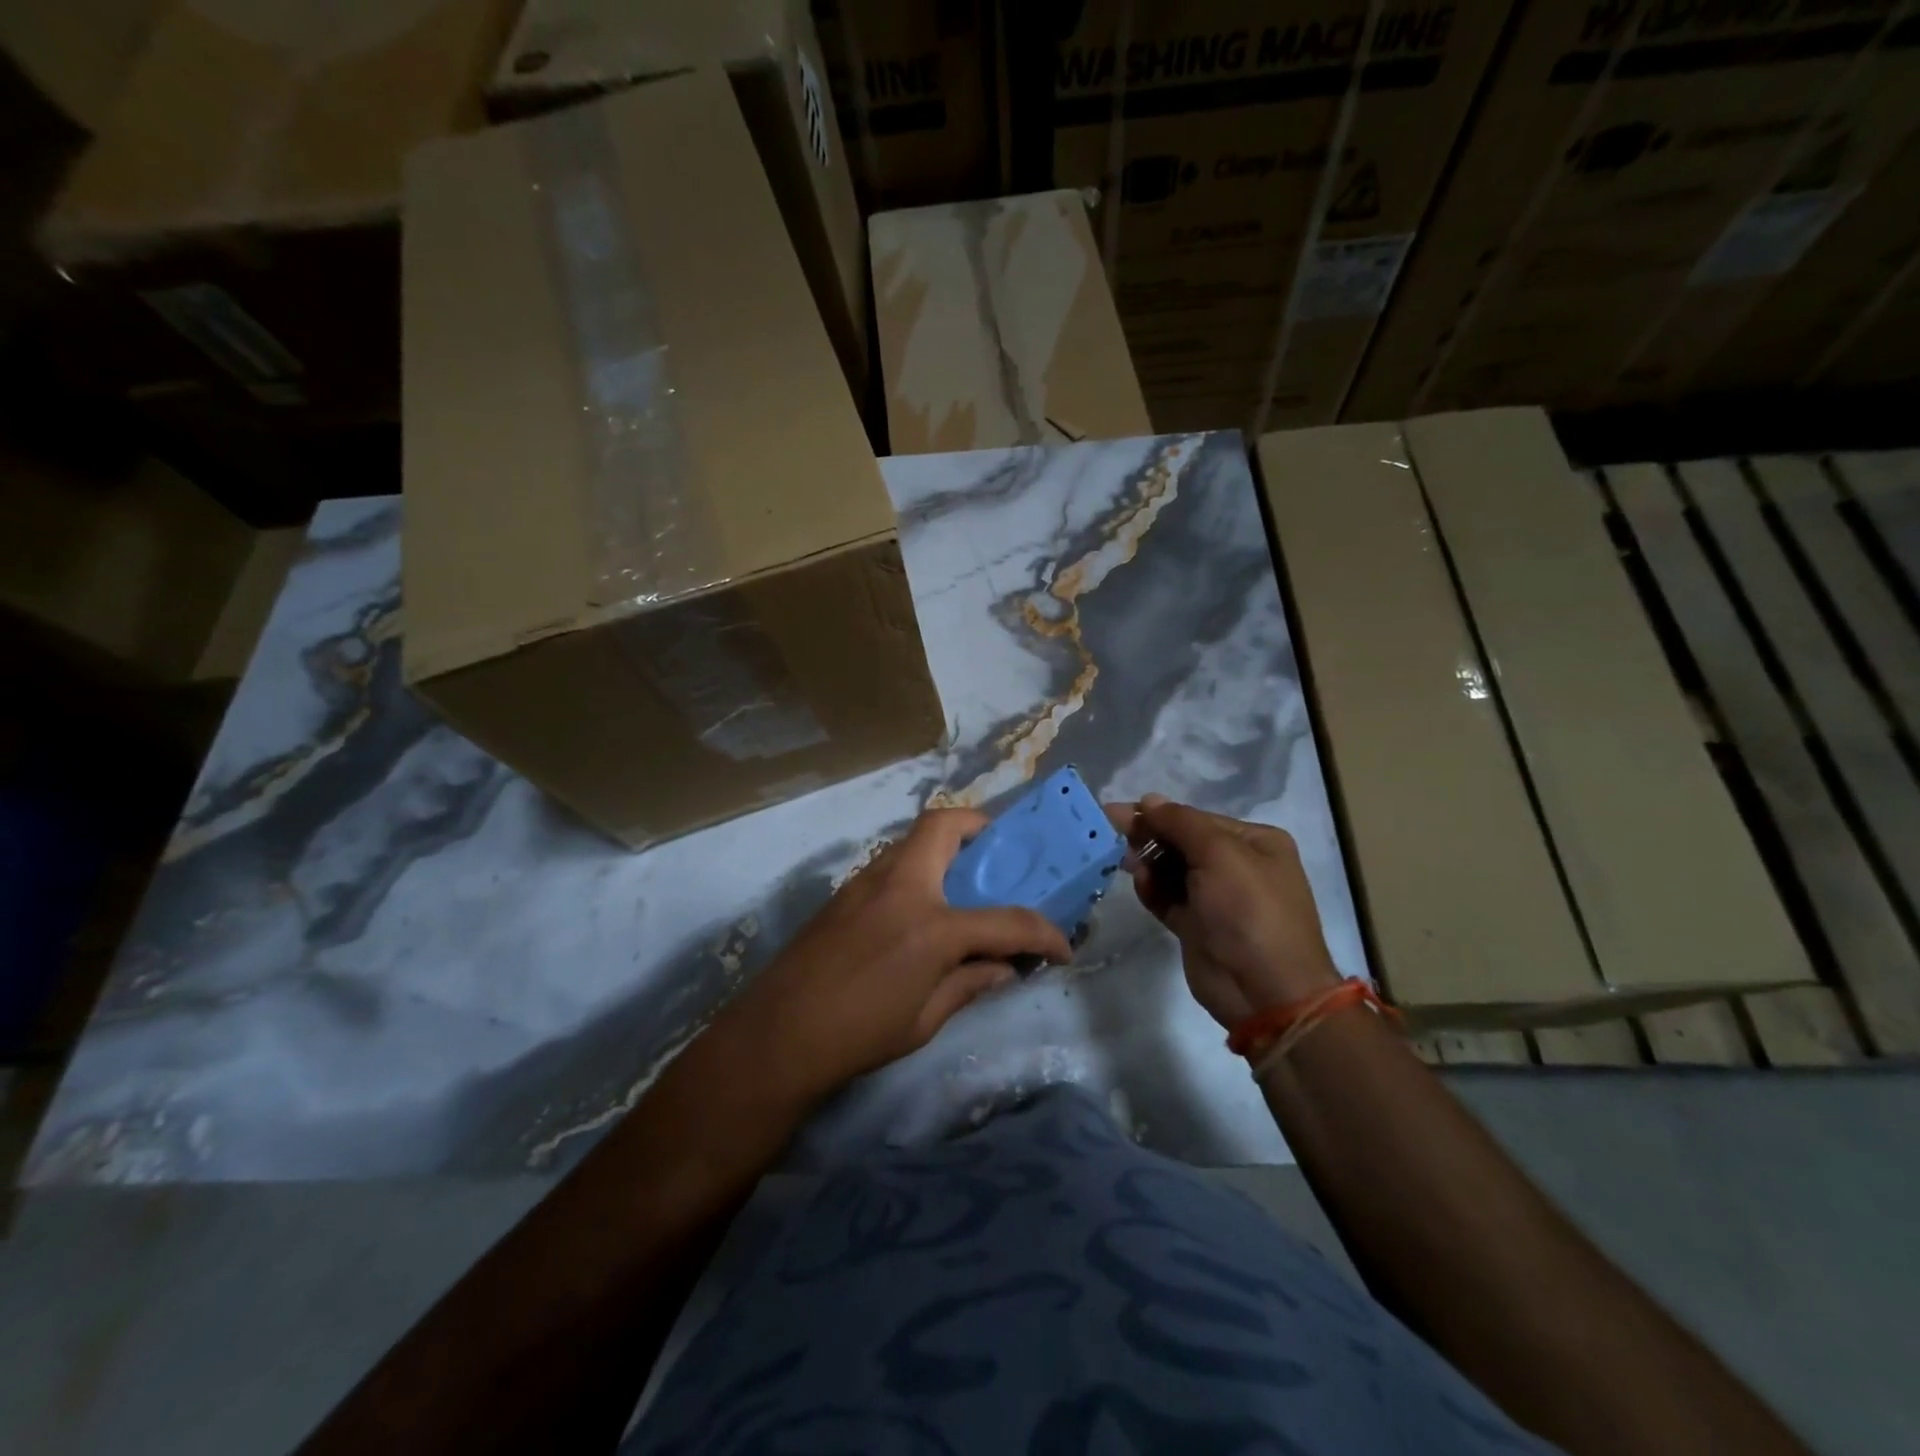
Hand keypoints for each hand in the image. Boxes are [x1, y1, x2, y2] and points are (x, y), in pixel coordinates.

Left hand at [728, 808, 1072, 1103]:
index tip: (1061, 947)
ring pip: (914, 838)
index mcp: (931, 925)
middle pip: (946, 825)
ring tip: (964, 884)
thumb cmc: (857, 1034)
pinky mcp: (844, 891)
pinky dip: (918, 868)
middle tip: (999, 859)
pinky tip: (921, 909)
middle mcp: (902, 886)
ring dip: (946, 847)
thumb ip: (970, 984)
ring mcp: (867, 882)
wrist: (776, 1036)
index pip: (1005, 920)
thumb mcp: (925, 1019)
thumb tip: (1005, 968)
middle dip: (981, 829)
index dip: (1042, 933)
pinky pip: (893, 862)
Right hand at [1107, 794, 1340, 1029]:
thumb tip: (1148, 799)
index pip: (1197, 818)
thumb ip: (1180, 823)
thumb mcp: (1219, 854)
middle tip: (1111, 834)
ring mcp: (1216, 898)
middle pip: (1181, 841)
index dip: (1158, 814)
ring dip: (1148, 863)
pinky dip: (1151, 889)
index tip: (1116, 812)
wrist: (1264, 991)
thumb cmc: (1249, 911)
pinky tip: (1140, 885)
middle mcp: (1237, 866)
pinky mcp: (1196, 925)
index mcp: (1254, 842)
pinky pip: (1167, 897)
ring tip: (1128, 864)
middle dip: (1149, 837)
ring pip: (1171, 869)